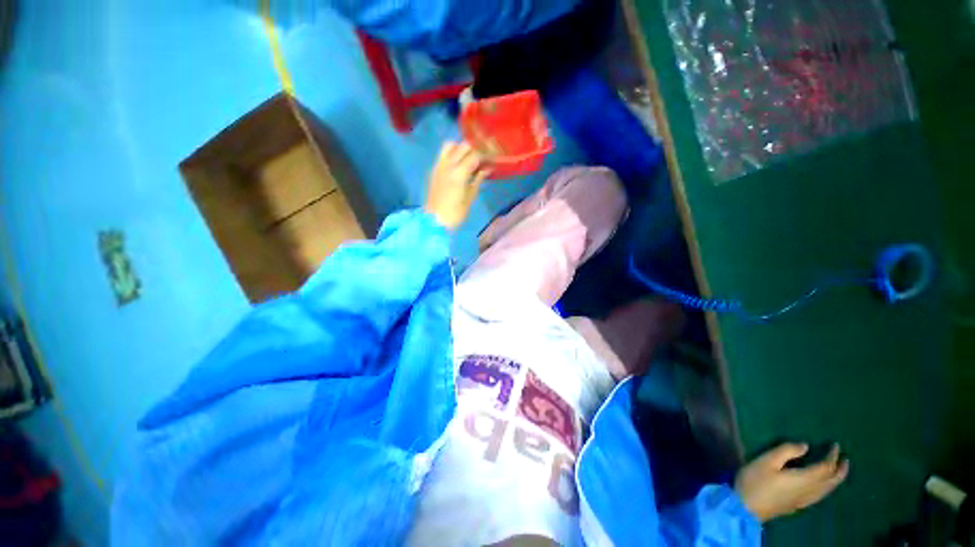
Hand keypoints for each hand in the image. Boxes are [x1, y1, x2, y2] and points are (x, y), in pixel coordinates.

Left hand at [424, 142, 488, 229]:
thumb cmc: (455, 213)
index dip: (486, 154)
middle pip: (463, 146)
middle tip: (483, 157)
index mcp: (459, 173)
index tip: (492, 157)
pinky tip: (459, 163)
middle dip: (475, 149)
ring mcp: (439, 166)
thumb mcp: (470, 197)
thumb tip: (487, 168)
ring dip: (461, 148)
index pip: (475, 155)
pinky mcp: (434, 170)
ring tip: (469, 157)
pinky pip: (443, 154)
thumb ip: (478, 180)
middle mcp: (448, 165)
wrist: (434, 221)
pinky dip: (452, 153)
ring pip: (450, 145)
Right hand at [735, 443, 848, 521]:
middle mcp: (809, 491)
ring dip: (835, 481)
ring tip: (838, 472)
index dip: (832, 456)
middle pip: (831, 482)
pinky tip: (822, 487)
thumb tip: (806, 446)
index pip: (825, 467)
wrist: (746, 507)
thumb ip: (786, 451)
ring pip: (827, 491)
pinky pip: (820, 495)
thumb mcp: (766, 461)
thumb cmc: (755, 481)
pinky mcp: (798, 505)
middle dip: (840, 471)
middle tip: (845, 460)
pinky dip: (826, 488)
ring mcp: (804, 500)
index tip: (836, 446)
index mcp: (804, 479)